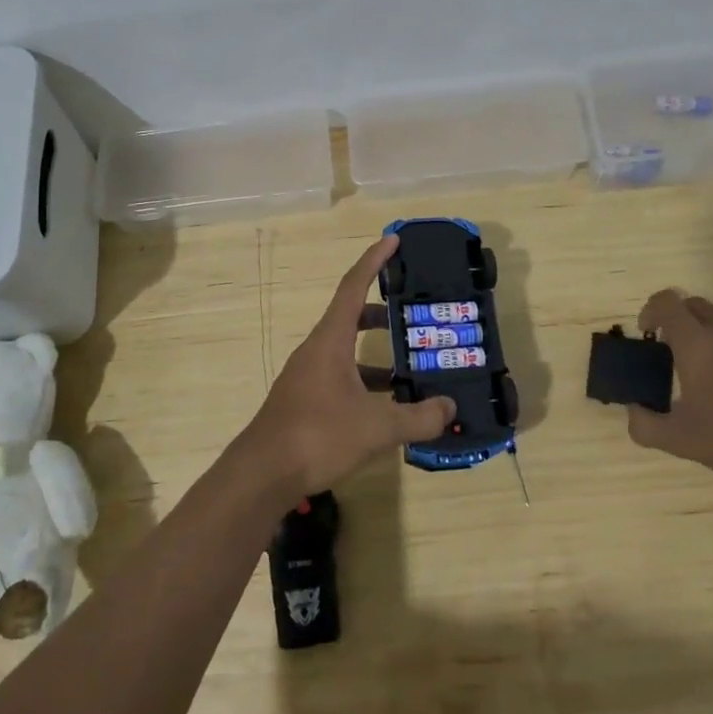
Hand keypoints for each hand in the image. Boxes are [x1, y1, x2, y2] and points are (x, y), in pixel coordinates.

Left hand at [235, 235, 454, 502]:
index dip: (374, 260)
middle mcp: (317, 350)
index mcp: (330, 340)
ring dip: (376, 354)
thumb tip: (450, 408)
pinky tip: (387, 407)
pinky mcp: (305, 400)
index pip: (353, 286)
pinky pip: (341, 376)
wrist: (263, 474)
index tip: (393, 239)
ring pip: (347, 351)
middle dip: (382, 312)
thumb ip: (418, 417)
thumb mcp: (377, 428)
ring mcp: (308, 376)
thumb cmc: (318, 436)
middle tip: (412, 314)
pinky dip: (365, 381)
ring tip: (411, 368)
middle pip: (350, 316)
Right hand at [626, 290, 712, 486]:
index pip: (667, 302)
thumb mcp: (680, 440)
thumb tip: (632, 413)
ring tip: (708, 374)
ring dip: (708, 336)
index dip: (650, 310)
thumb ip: (645, 425)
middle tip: (673, 353)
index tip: (648, 335)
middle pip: (695, 305)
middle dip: (678, 321)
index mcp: (698, 342)